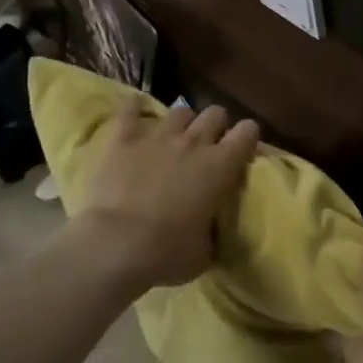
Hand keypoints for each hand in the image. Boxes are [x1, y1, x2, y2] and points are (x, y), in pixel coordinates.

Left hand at [76, 97, 258, 289]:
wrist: (114, 246)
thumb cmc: (166, 254)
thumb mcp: (204, 252)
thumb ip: (213, 231)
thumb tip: (212, 229)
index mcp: (221, 166)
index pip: (248, 131)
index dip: (247, 137)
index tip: (241, 150)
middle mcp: (194, 142)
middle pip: (215, 113)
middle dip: (215, 126)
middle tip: (207, 146)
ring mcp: (158, 136)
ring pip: (180, 110)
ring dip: (181, 123)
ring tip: (173, 138)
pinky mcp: (124, 138)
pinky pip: (131, 110)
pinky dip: (135, 109)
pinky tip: (135, 110)